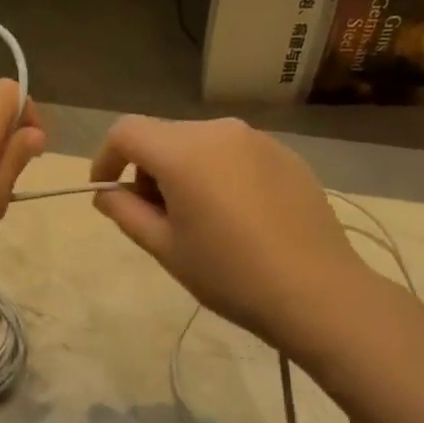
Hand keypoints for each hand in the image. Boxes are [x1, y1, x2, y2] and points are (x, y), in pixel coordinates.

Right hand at [89, 116, 372, 358]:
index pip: (126, 131)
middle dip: (147, 169)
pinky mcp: (286, 155)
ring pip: (200, 143)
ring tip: (199, 220)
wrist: (317, 292)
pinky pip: (234, 154)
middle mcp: (220, 131)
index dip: (106, 158)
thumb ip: (125, 212)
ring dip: (183, 171)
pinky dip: (218, 174)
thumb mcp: (165, 248)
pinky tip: (237, 217)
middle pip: (164, 136)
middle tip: (155, 217)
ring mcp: (258, 139)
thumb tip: (107, 193)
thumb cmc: (229, 274)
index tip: (106, 191)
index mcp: (184, 151)